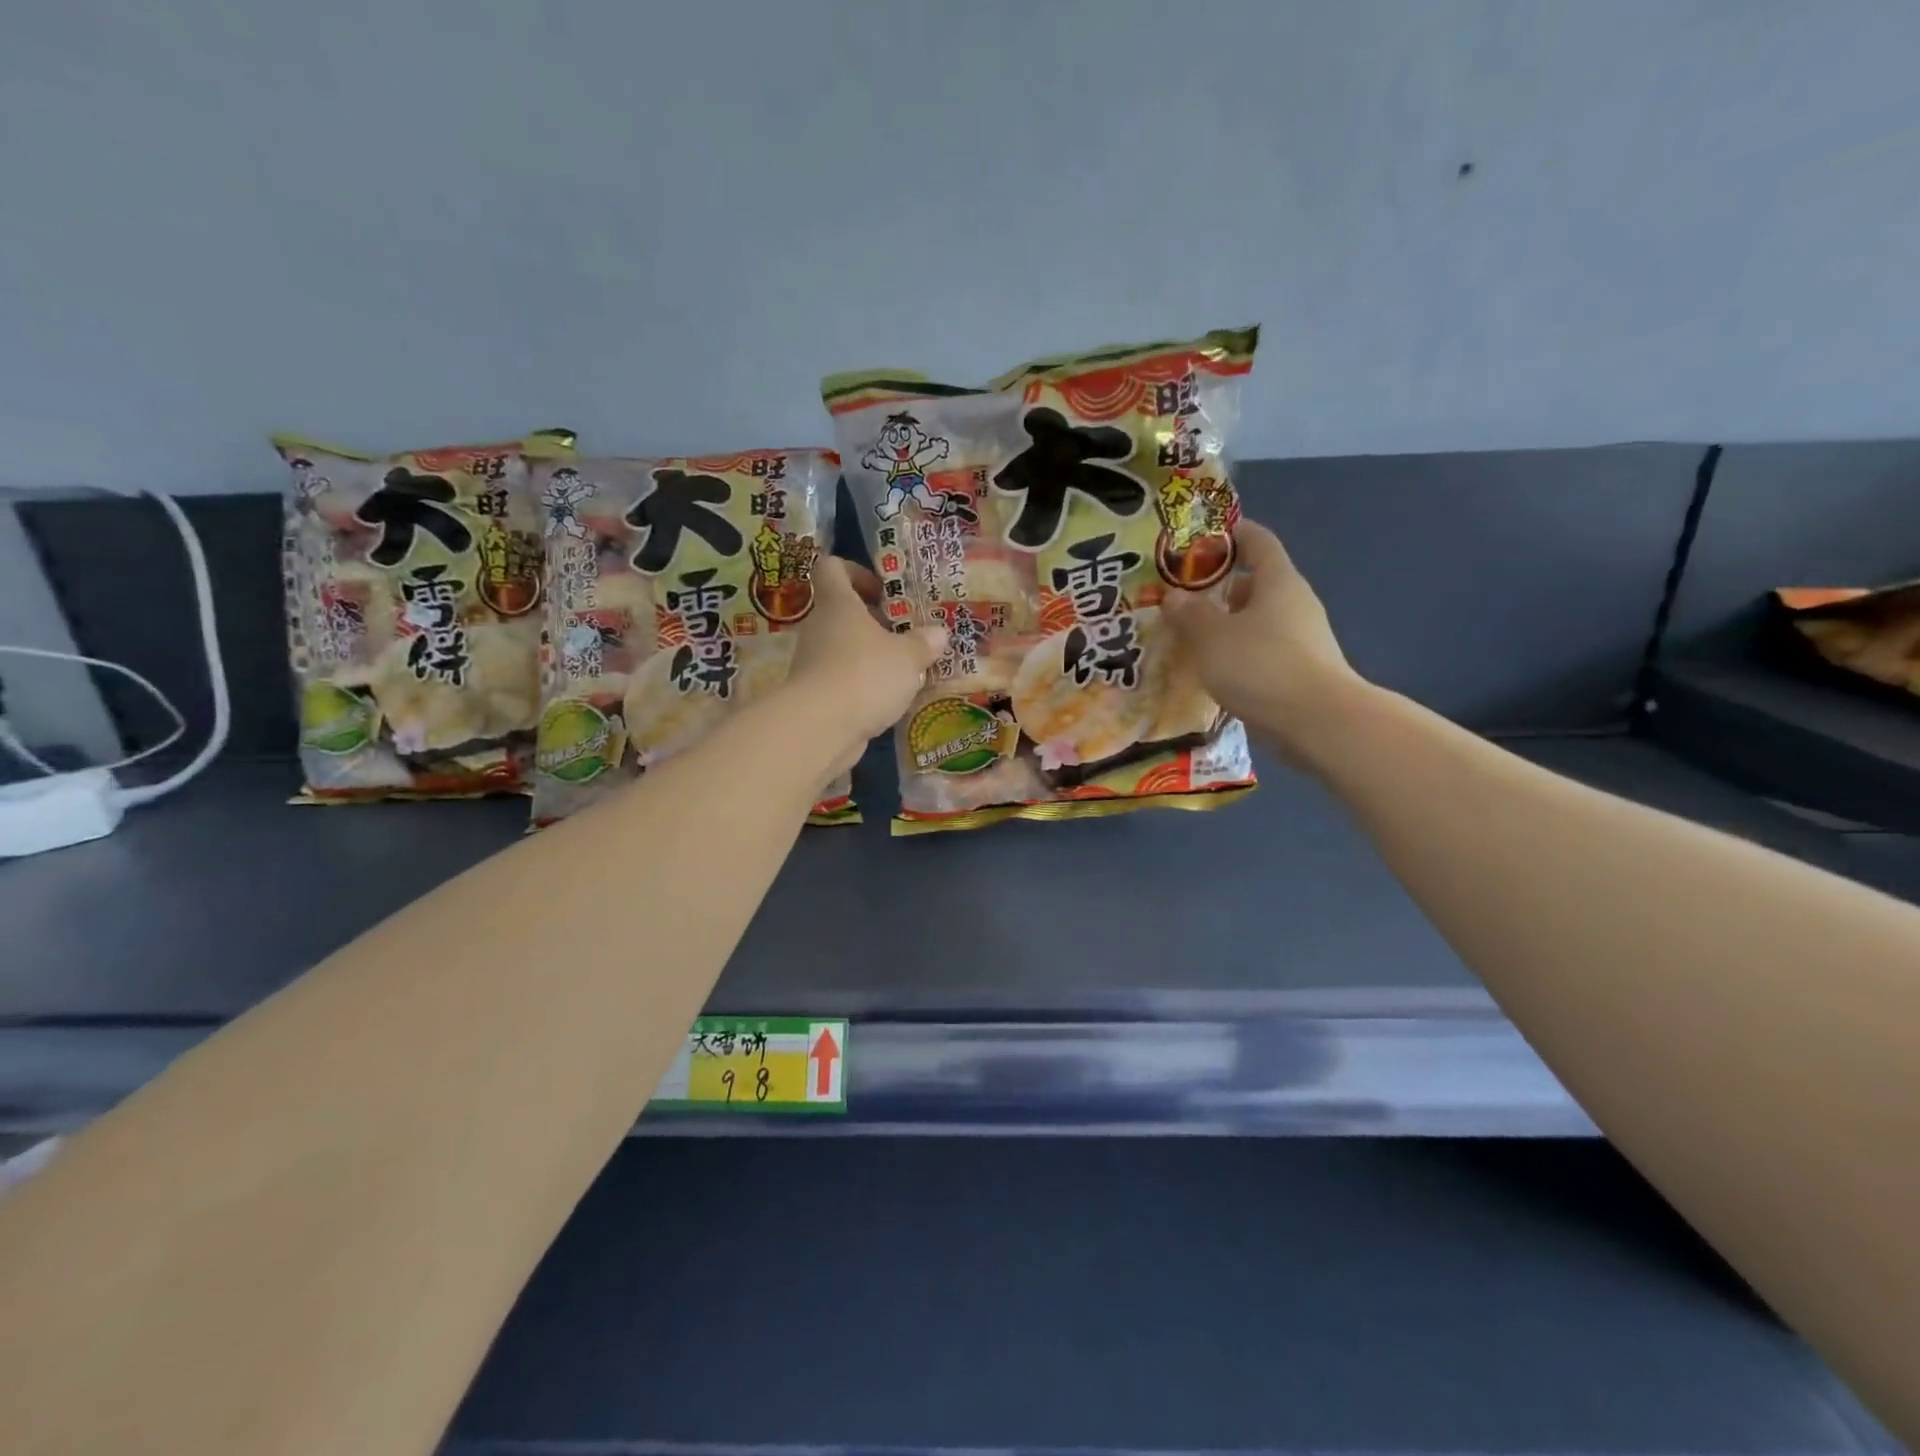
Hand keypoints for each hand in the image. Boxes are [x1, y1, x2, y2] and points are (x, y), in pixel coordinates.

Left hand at [787, 556, 947, 774]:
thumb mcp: (907, 657)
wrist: (819, 728)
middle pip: (842, 613)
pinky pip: (842, 680)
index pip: (832, 568)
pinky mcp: (815, 696)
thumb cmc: (865, 675)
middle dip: (875, 622)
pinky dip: (863, 686)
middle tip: (906, 635)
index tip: (883, 591)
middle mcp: (819, 628)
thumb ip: (923, 643)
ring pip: (843, 649)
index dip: (856, 572)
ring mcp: (812, 663)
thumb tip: (938, 633)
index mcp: (838, 604)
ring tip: (905, 672)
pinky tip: (889, 700)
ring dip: (871, 657)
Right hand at [1161, 520, 1368, 764]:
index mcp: (1278, 581)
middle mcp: (1294, 602)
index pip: (1257, 541)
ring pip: (1257, 620)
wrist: (1318, 722)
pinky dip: (1238, 653)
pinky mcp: (1301, 670)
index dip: (1231, 533)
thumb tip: (1174, 596)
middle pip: (1255, 583)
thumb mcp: (1211, 637)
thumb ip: (1189, 614)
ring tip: (1190, 638)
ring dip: (1226, 625)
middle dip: (1218, 588)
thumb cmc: (1260, 665)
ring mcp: (1302, 638)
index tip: (1201, 537)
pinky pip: (1263, 650)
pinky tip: (1214, 671)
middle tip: (1181, 599)